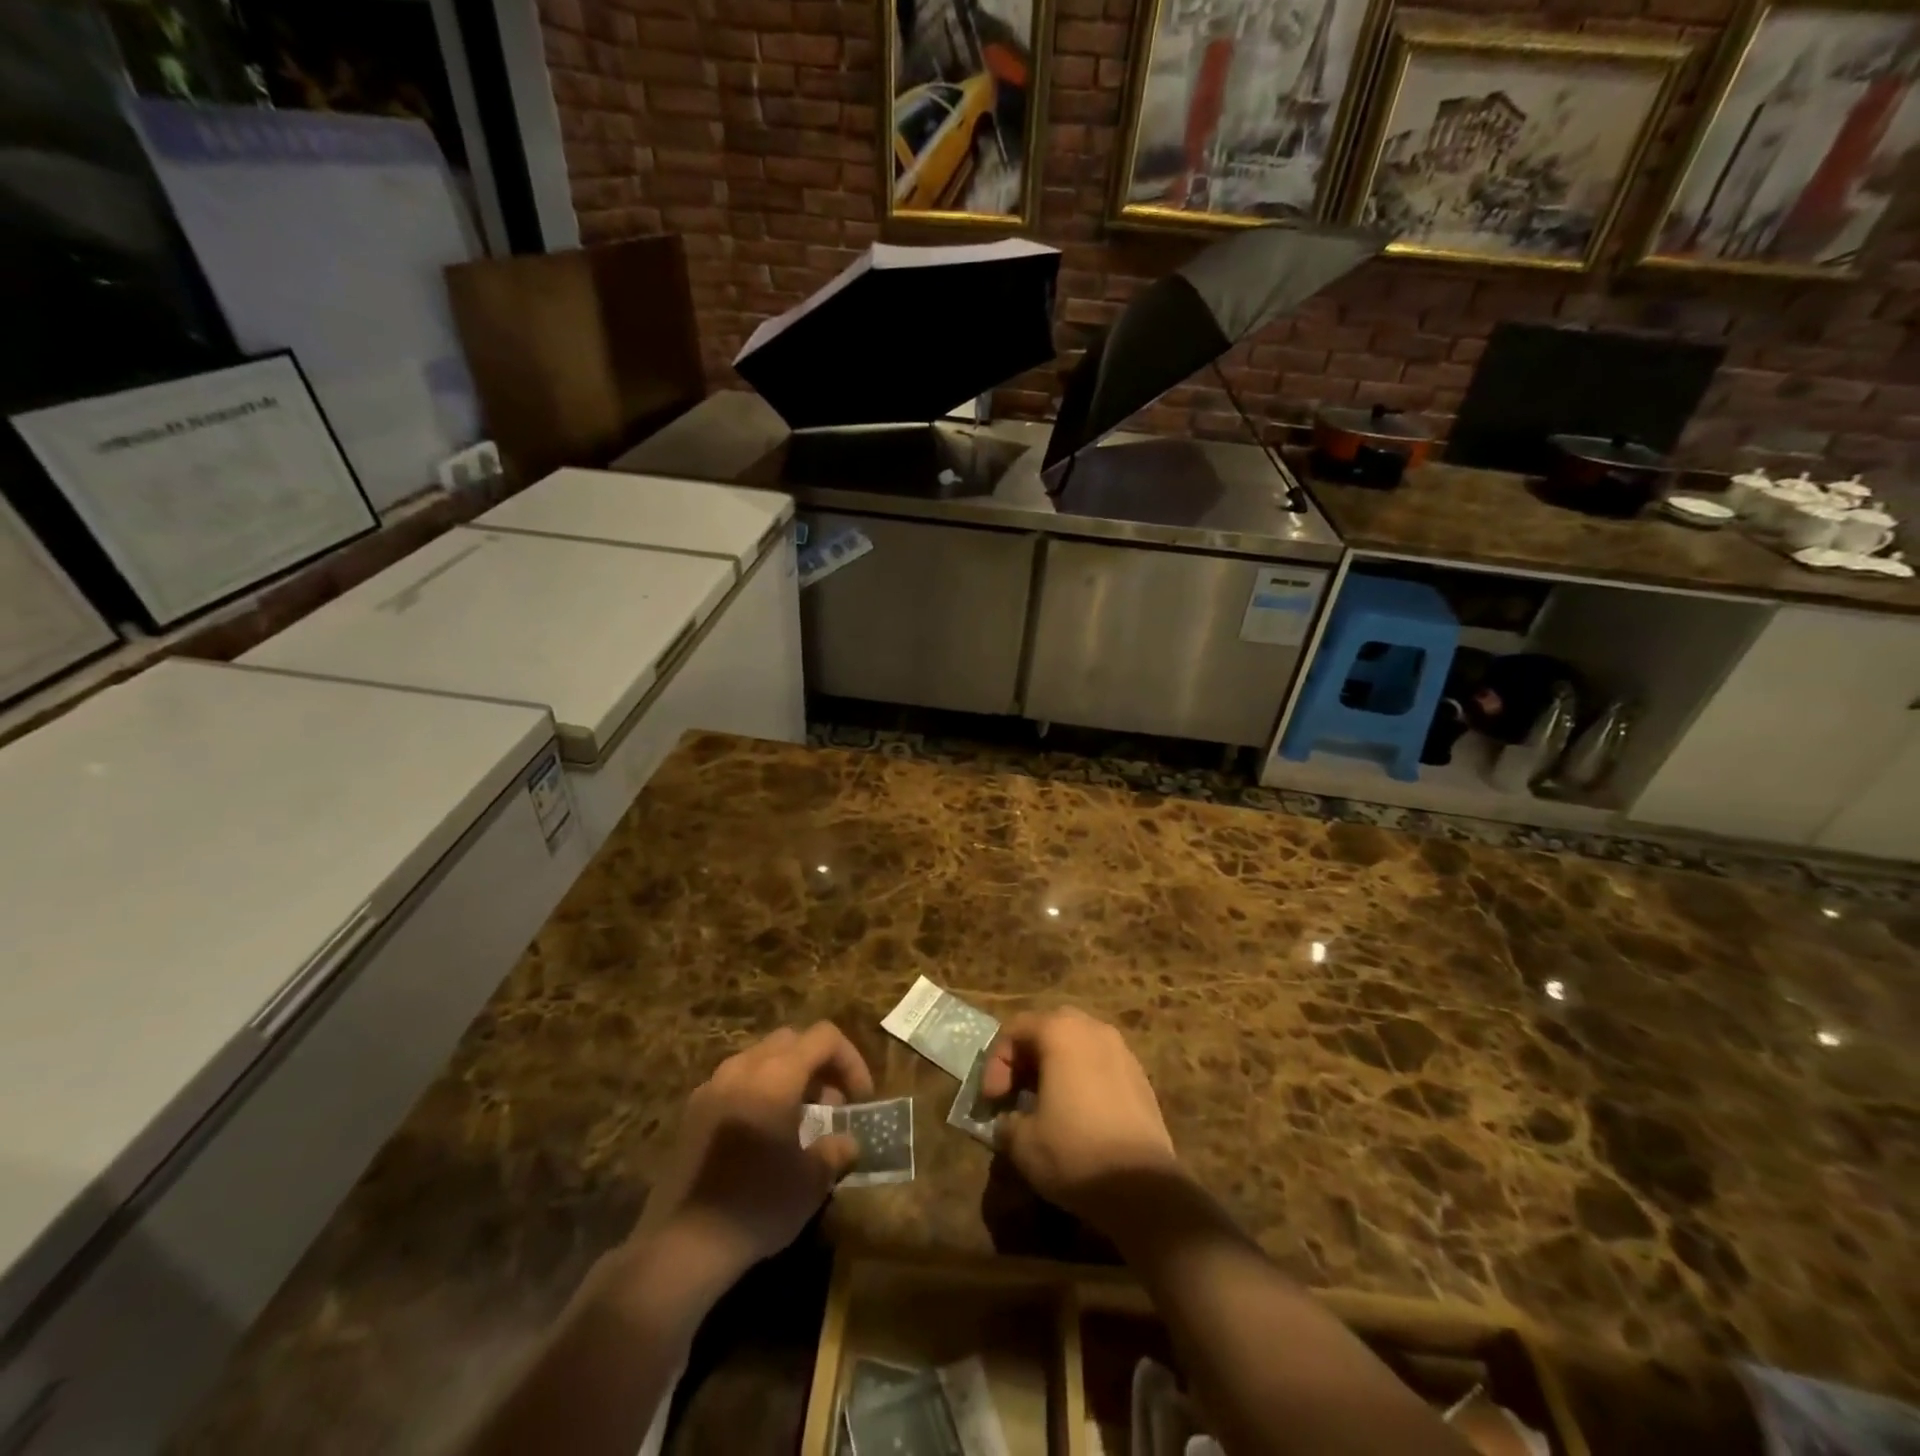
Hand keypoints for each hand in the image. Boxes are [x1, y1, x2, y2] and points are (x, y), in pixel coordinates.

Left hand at [632, 1022, 873, 1280]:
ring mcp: (712, 1086)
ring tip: (800, 1121)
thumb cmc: (758, 1203)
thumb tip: (847, 1141)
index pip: (824, 1037)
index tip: (860, 1099)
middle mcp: (743, 1067)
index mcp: (776, 1074)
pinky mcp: (692, 1112)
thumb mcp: (813, 1181)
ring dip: (788, 1077)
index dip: (851, 1060)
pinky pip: (736, 1083)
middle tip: (834, 1104)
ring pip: (761, 1059)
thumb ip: (836, 1149)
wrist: (682, 1245)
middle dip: (819, 1065)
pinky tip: (764, 1136)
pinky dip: (760, 1093)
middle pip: (791, 1040)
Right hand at [979, 1008, 1180, 1227]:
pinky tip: (1077, 1115)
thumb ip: (1006, 1122)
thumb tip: (1008, 1122)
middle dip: (1026, 1058)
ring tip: (1044, 1104)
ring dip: (1054, 1067)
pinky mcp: (1140, 1077)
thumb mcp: (1022, 1142)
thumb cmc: (1074, 1152)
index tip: (993, 1101)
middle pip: (1048, 1029)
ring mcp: (1122, 1051)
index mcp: (1060, 1032)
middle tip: (1014, 1093)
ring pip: (1077, 1045)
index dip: (996, 1063)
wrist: (1145, 1188)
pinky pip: (1099, 1064)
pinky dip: (1081, 1078)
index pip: (1015, 1029)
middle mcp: (1093, 1029)